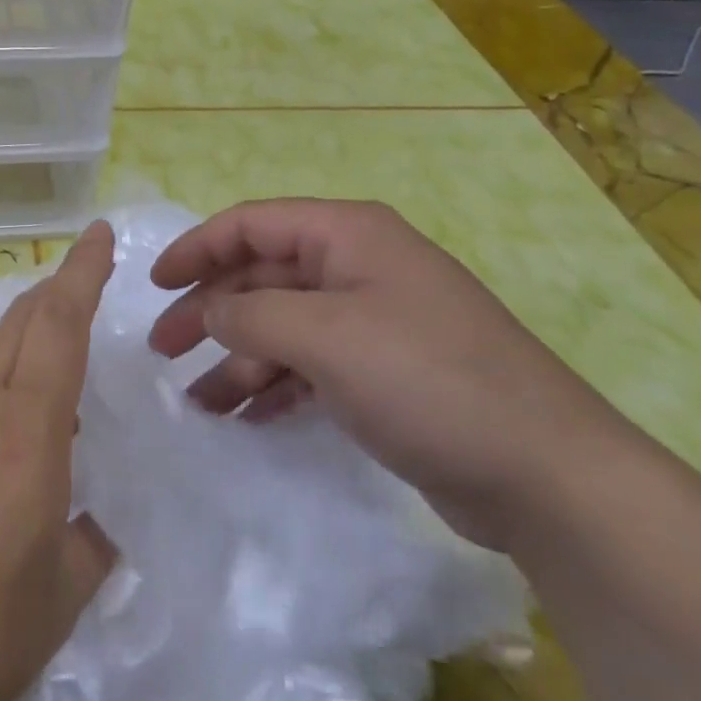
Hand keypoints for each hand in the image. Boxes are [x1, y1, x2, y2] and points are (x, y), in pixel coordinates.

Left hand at [0, 222, 118, 700]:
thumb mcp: (59, 598)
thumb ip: (88, 544)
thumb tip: (89, 523)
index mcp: (26, 432)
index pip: (60, 325)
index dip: (82, 271)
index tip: (98, 232)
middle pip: (20, 322)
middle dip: (56, 290)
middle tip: (83, 281)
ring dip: (22, 353)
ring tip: (46, 399)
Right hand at [148, 199, 644, 551]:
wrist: (547, 476)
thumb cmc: (426, 379)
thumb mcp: (324, 337)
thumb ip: (250, 315)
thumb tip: (209, 311)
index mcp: (347, 235)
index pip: (251, 224)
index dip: (196, 248)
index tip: (153, 285)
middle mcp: (357, 267)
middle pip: (261, 276)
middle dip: (209, 311)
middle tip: (163, 349)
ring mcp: (372, 321)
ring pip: (281, 326)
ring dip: (237, 359)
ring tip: (198, 401)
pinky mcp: (383, 371)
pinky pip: (309, 365)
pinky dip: (273, 385)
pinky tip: (244, 415)